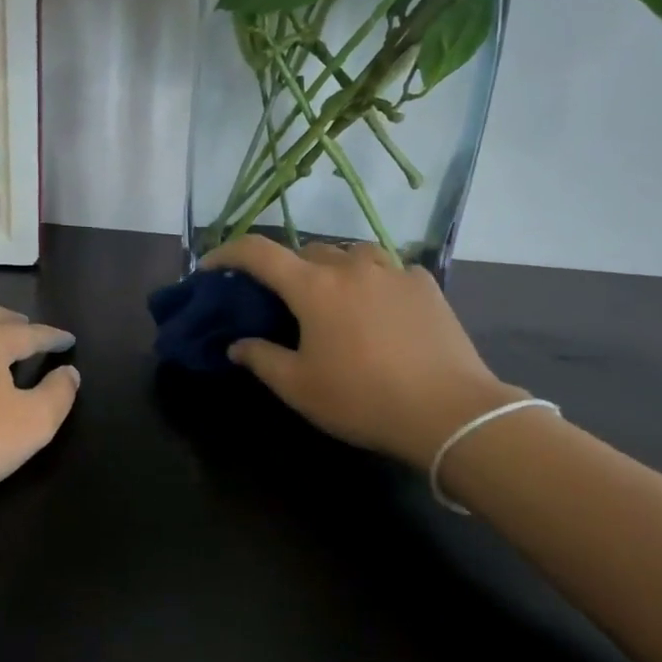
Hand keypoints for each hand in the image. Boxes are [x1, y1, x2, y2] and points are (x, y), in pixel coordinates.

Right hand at [204, 237, 522, 470]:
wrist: (449, 411)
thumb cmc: (363, 399)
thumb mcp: (299, 387)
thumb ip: (261, 359)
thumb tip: (237, 346)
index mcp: (313, 287)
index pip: (258, 253)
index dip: (227, 253)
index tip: (212, 266)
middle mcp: (351, 266)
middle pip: (307, 250)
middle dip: (287, 268)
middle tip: (284, 299)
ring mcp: (393, 270)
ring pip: (351, 253)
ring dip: (332, 268)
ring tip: (333, 298)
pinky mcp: (425, 284)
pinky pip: (388, 269)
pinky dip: (372, 280)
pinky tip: (378, 307)